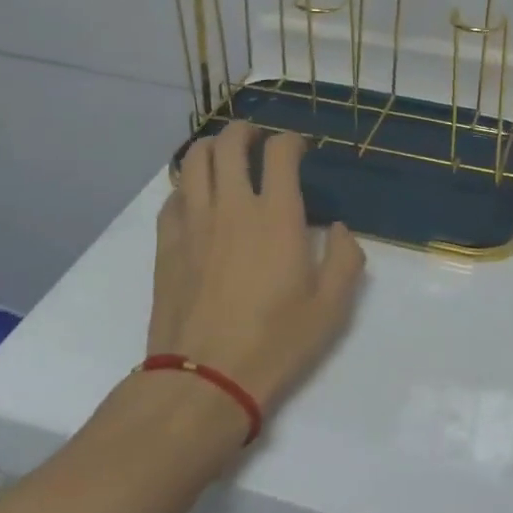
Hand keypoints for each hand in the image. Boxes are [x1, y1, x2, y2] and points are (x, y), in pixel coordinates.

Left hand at [148, 121, 366, 415]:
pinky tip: (197, 198)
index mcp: (276, 215)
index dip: (291, 140)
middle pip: (230, 142)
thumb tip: (339, 229)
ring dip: (212, 147)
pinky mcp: (167, 243)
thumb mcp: (331, 308)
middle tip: (257, 140)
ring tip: (224, 156)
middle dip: (246, 131)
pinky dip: (187, 184)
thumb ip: (345, 259)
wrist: (204, 380)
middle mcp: (232, 206)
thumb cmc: (275, 343)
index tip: (299, 150)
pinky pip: (173, 195)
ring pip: (195, 160)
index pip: (280, 151)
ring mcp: (194, 221)